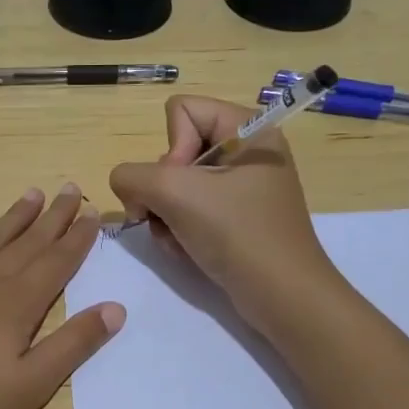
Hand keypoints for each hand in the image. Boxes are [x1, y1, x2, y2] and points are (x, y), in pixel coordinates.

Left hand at [0, 185, 124, 408]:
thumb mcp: (29, 387)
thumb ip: (73, 345)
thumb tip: (116, 307)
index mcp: (16, 304)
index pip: (56, 262)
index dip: (77, 238)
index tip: (92, 213)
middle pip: (25, 242)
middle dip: (52, 217)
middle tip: (71, 189)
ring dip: (12, 217)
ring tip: (32, 194)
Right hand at [108, 96, 336, 325]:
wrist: (283, 297)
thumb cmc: (237, 233)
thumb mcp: (175, 194)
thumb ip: (132, 176)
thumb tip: (126, 186)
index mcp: (248, 129)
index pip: (181, 111)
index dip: (171, 148)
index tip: (183, 185)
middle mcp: (246, 151)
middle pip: (174, 150)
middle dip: (162, 189)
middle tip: (170, 217)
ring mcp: (241, 186)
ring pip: (175, 184)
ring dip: (165, 214)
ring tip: (177, 239)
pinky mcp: (235, 217)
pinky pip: (189, 209)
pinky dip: (178, 229)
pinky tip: (186, 250)